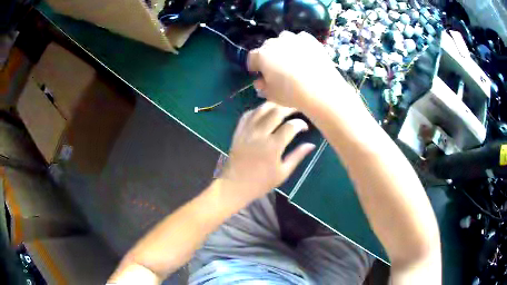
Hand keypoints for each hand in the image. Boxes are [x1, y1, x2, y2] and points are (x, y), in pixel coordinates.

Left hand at [218, 102, 314, 204]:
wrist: (235, 185)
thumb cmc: (261, 183)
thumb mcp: (283, 173)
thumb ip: (297, 156)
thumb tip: (311, 145)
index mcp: (273, 146)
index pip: (290, 126)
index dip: (300, 123)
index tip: (305, 127)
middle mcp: (260, 134)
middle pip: (276, 112)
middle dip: (289, 107)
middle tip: (297, 108)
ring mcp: (247, 131)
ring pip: (261, 109)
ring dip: (273, 104)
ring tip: (283, 105)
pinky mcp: (238, 132)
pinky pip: (247, 115)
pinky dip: (257, 110)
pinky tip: (264, 111)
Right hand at [248, 31, 352, 112]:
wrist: (321, 89)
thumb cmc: (291, 93)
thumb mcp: (270, 95)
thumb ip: (261, 86)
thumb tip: (259, 81)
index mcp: (262, 55)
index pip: (252, 57)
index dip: (253, 66)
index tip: (258, 73)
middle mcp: (276, 42)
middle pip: (267, 47)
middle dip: (268, 56)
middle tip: (276, 69)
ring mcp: (294, 38)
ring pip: (283, 39)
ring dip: (283, 47)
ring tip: (291, 59)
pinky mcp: (310, 40)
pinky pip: (300, 39)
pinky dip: (299, 44)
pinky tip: (304, 54)